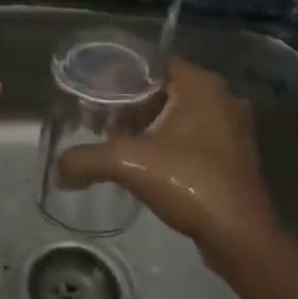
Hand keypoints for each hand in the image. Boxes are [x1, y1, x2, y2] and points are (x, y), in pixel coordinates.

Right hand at [56, 57, 285, 273]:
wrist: (240, 236)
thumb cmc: (190, 182)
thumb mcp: (128, 164)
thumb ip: (87, 160)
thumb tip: (57, 170)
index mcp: (202, 86)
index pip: (153, 62)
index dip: (120, 72)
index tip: (92, 87)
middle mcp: (221, 99)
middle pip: (164, 88)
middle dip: (129, 101)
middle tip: (98, 114)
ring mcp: (231, 130)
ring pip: (178, 114)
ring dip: (147, 124)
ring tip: (114, 137)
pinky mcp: (232, 157)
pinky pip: (191, 137)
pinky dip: (165, 142)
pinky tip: (142, 161)